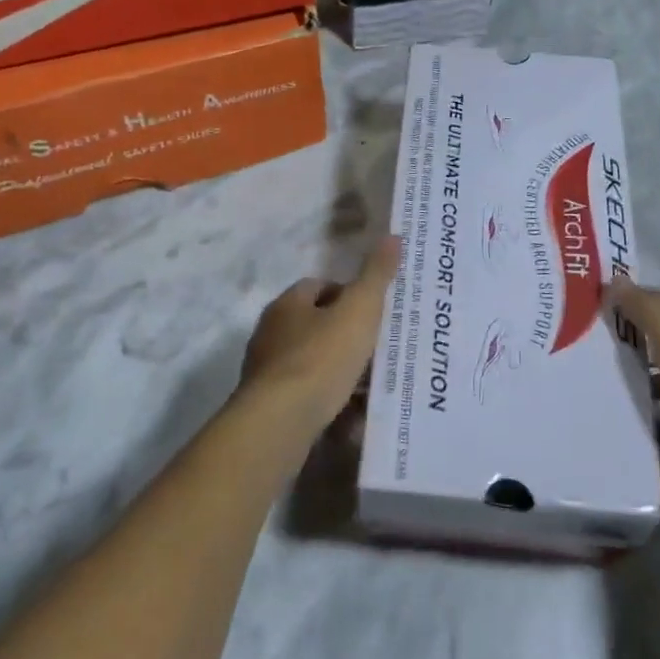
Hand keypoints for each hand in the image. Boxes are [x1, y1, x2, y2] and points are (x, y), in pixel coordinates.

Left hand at [242, 237, 402, 429]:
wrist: (280, 422)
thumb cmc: (321, 358)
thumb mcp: (359, 311)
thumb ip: (376, 275)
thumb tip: (393, 236)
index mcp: (287, 304)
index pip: (319, 287)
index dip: (348, 295)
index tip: (373, 312)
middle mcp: (270, 333)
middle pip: (314, 325)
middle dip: (343, 334)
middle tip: (375, 347)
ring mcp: (265, 371)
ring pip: (310, 362)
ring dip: (336, 370)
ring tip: (368, 384)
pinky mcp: (267, 406)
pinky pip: (304, 395)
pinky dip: (326, 400)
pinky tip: (349, 414)